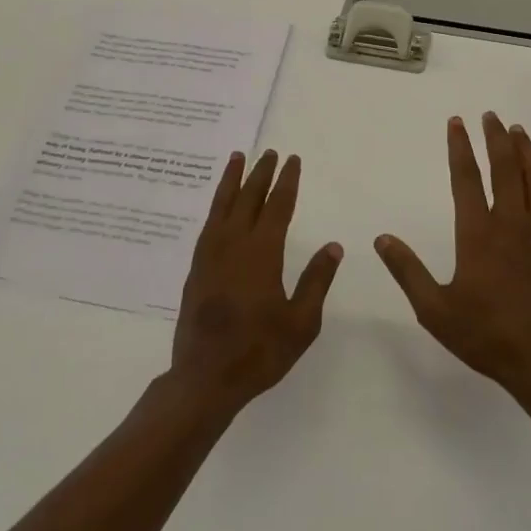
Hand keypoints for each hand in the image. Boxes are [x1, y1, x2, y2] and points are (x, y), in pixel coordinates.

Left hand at [171, 149, 342, 413]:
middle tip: (269, 153)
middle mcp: (234, 245)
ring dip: (232, 181)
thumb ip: (317, 281)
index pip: (277, 207)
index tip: (292, 160)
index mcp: (262, 254)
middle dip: (260, 174)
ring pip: (222, 206)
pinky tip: (221, 204)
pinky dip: (216, 205)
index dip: (286, 181)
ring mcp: (210, 255)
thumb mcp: (301, 322)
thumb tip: (333, 246)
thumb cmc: (260, 352)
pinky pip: (208, 224)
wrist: (205, 378)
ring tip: (238, 158)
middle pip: (248, 199)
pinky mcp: (196, 268)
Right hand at [375, 113, 530, 395]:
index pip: (467, 179)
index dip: (460, 147)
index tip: (457, 122)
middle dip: (495, 138)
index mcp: (478, 234)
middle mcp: (510, 224)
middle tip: (489, 115)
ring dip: (524, 151)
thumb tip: (381, 238)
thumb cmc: (484, 334)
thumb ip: (407, 270)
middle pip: (505, 168)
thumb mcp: (434, 309)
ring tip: (516, 130)